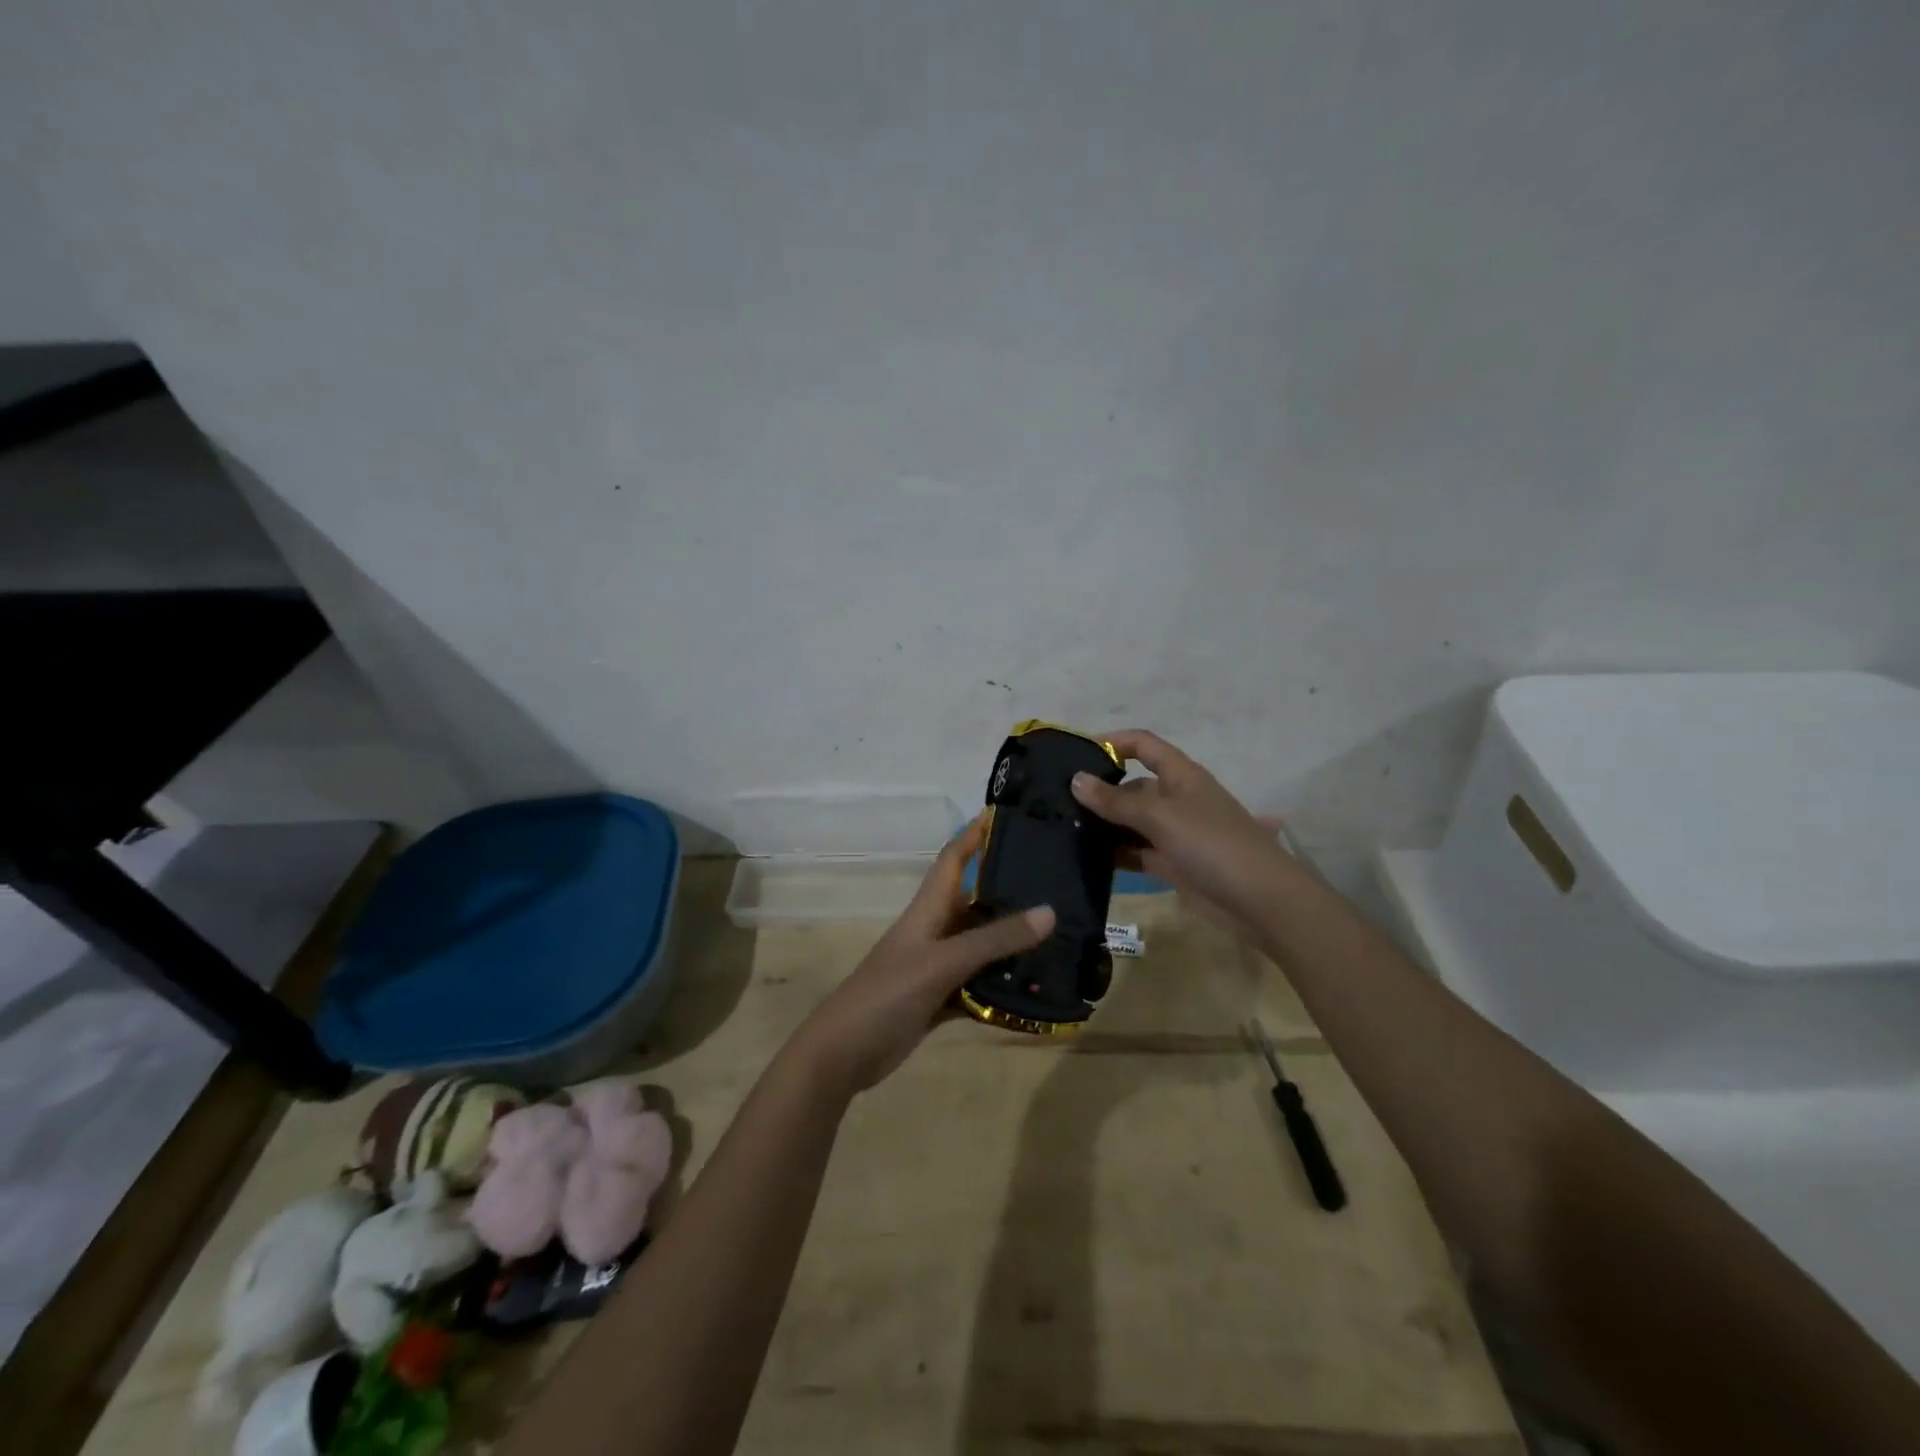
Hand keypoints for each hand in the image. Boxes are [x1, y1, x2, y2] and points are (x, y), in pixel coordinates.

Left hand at [787, 816, 1055, 1094]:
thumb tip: (1049, 911)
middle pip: (975, 902)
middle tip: (1056, 883)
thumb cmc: (887, 994)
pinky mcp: (939, 1000)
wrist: (844, 1054)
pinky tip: (1033, 989)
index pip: (953, 859)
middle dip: (1009, 891)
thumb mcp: (942, 963)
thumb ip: (993, 939)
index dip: (974, 835)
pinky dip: (1001, 986)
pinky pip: (978, 986)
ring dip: (1011, 944)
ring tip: (1058, 936)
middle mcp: (934, 932)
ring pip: (980, 946)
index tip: (1006, 815)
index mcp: (927, 910)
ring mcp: (936, 967)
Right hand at [1070, 729, 1287, 929]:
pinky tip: (1083, 856)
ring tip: (1060, 827)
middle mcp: (1175, 799)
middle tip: (1056, 799)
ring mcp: (1173, 833)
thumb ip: (1116, 801)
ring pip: (1130, 821)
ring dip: (1103, 824)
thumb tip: (1076, 780)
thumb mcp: (1161, 816)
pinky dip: (1113, 852)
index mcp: (1180, 775)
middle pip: (1131, 786)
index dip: (1113, 742)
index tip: (1076, 752)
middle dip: (1099, 790)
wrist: (1259, 900)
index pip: (1143, 745)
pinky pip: (1135, 850)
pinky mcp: (1170, 863)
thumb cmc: (1212, 844)